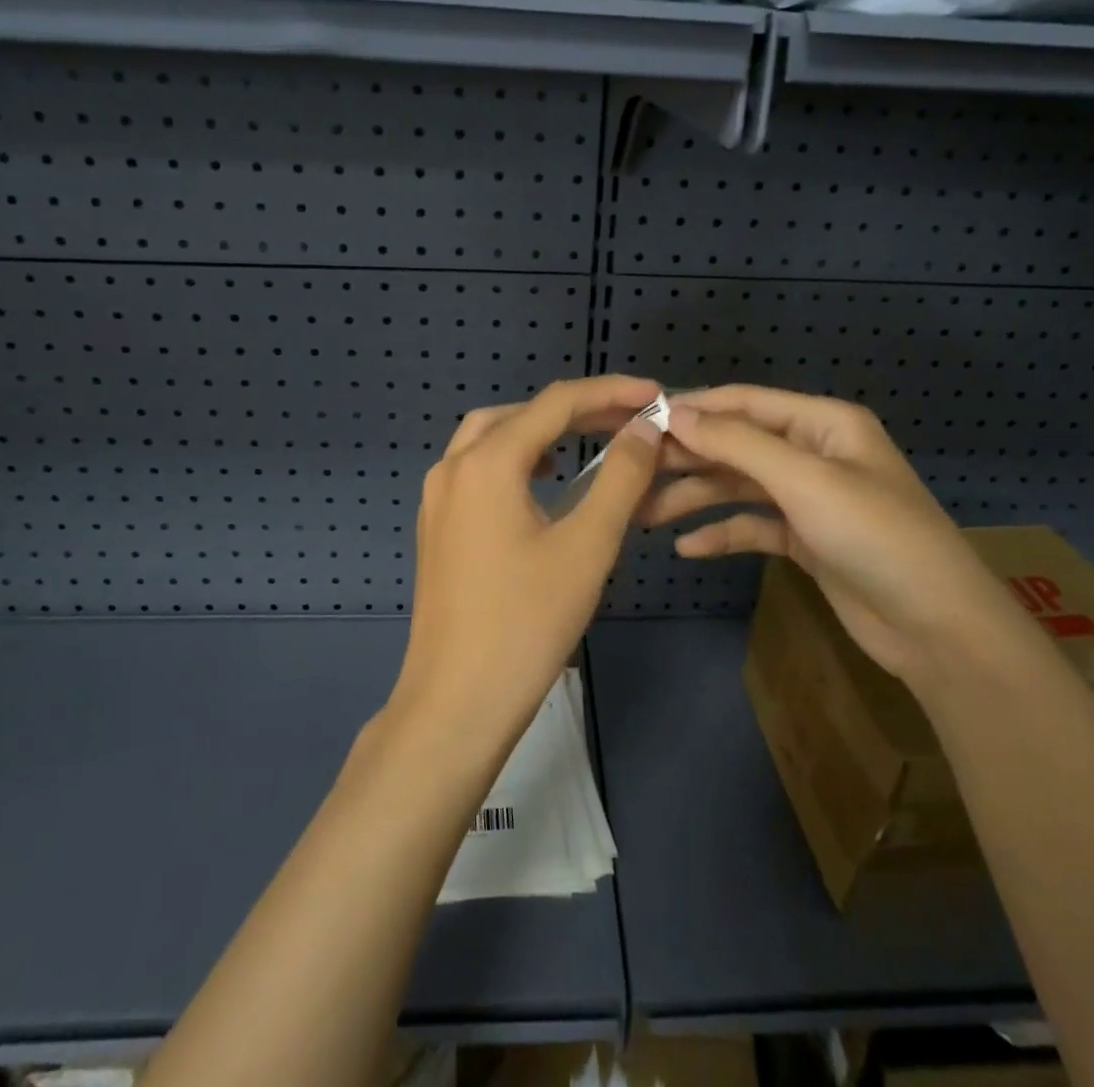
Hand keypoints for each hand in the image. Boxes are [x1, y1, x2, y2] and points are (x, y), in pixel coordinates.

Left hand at [391, 374, 664, 747]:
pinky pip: (476, 470)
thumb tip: (645, 428)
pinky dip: (514, 460)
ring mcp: (437, 498)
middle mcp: (453, 467)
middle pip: (519, 414)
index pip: (557, 403)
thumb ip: (621, 477)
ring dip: (540, 432)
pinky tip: (542, 485)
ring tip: (588, 444)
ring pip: (491, 438)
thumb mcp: (588, 546)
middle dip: (576, 410)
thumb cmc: (528, 622)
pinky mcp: (436, 527)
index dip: (611, 392)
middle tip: (627, 421)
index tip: (657, 395)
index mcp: (487, 462)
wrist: (456, 702)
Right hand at [645, 385, 1018, 678]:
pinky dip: (723, 534)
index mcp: (823, 423)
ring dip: (696, 498)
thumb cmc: (874, 536)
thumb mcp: (805, 480)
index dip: (694, 408)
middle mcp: (814, 453)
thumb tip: (675, 413)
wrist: (937, 628)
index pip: (746, 402)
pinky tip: (688, 548)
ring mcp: (810, 498)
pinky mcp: (806, 539)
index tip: (640, 420)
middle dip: (688, 457)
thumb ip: (737, 443)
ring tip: (645, 515)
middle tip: (634, 472)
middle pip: (738, 445)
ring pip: (740, 487)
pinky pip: (754, 526)